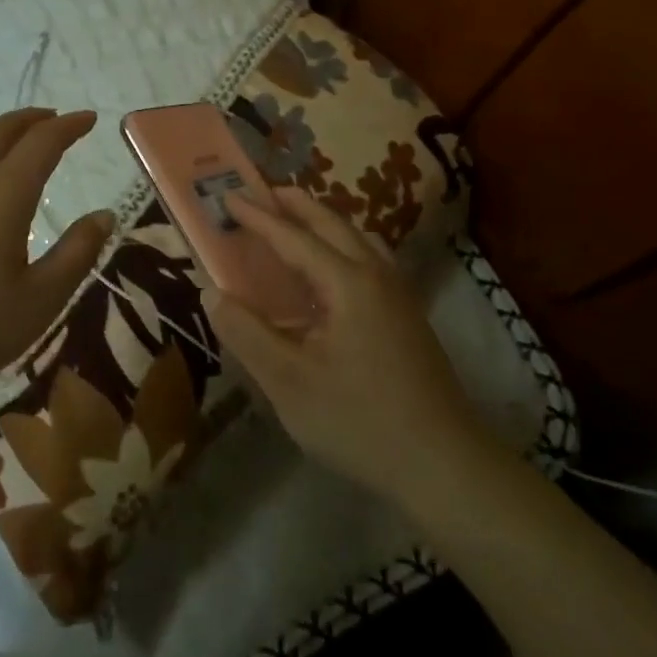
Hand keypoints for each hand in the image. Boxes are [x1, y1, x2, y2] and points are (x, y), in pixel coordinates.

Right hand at [203, 187, 491, 503]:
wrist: (444, 464)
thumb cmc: (359, 421)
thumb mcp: (289, 382)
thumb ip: (246, 332)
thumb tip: (211, 291)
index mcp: (347, 283)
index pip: (294, 238)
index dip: (258, 218)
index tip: (229, 198)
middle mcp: (376, 276)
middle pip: (333, 224)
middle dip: (297, 205)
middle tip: (264, 192)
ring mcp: (399, 296)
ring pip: (358, 239)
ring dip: (323, 222)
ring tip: (296, 222)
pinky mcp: (408, 317)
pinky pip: (369, 260)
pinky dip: (342, 246)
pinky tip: (332, 273)